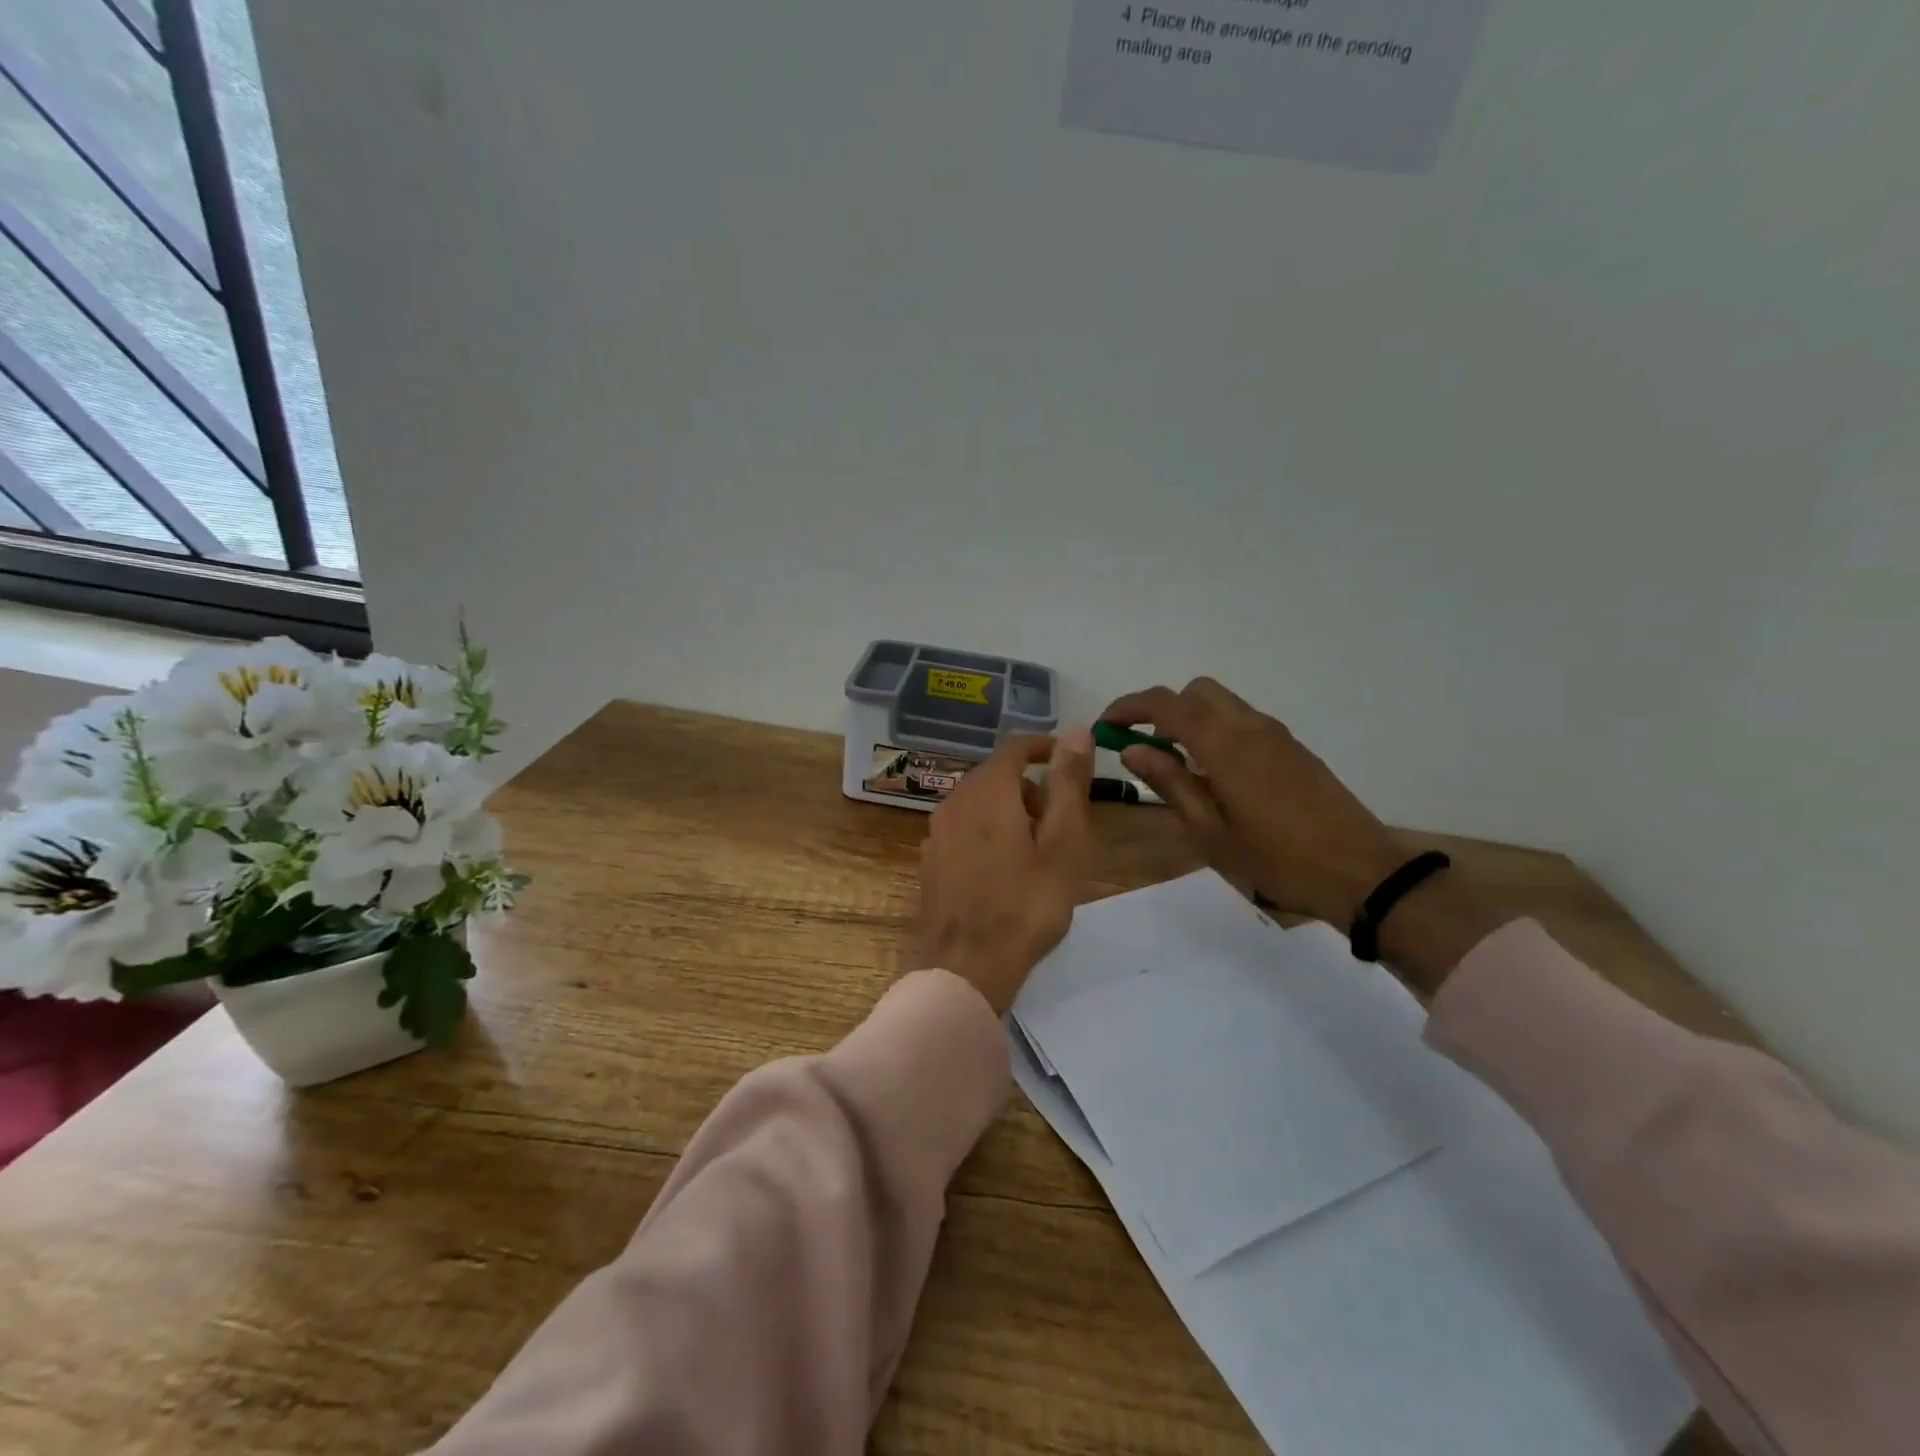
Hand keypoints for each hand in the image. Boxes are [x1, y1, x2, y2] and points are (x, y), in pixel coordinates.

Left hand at [911, 729, 1095, 1013]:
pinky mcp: (930, 860)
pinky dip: (987, 832)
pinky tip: (1003, 872)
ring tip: (1036, 853)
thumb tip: (1077, 730)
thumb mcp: (1063, 845)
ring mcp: (936, 832)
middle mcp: (955, 801)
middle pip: (997, 775)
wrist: (964, 968)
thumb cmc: (1025, 907)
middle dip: (1031, 787)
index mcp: (988, 791)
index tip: (1069, 761)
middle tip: (1060, 823)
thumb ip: (1069, 784)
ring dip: (1009, 811)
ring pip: (979, 802)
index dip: (1044, 747)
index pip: (1015, 747)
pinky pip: (963, 828)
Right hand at [1098, 679, 1403, 928]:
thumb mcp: (1209, 831)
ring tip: (1177, 766)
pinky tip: (1216, 776)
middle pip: (1195, 692)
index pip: (1165, 704)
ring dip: (1190, 720)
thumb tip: (1132, 750)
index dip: (1129, 708)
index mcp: (1224, 743)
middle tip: (1143, 748)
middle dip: (1162, 710)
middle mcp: (1250, 725)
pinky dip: (1216, 731)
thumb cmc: (1275, 858)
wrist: (1360, 871)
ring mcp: (1276, 734)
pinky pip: (1243, 722)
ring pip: (1221, 704)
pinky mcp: (1293, 748)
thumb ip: (1170, 782)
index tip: (1106, 727)